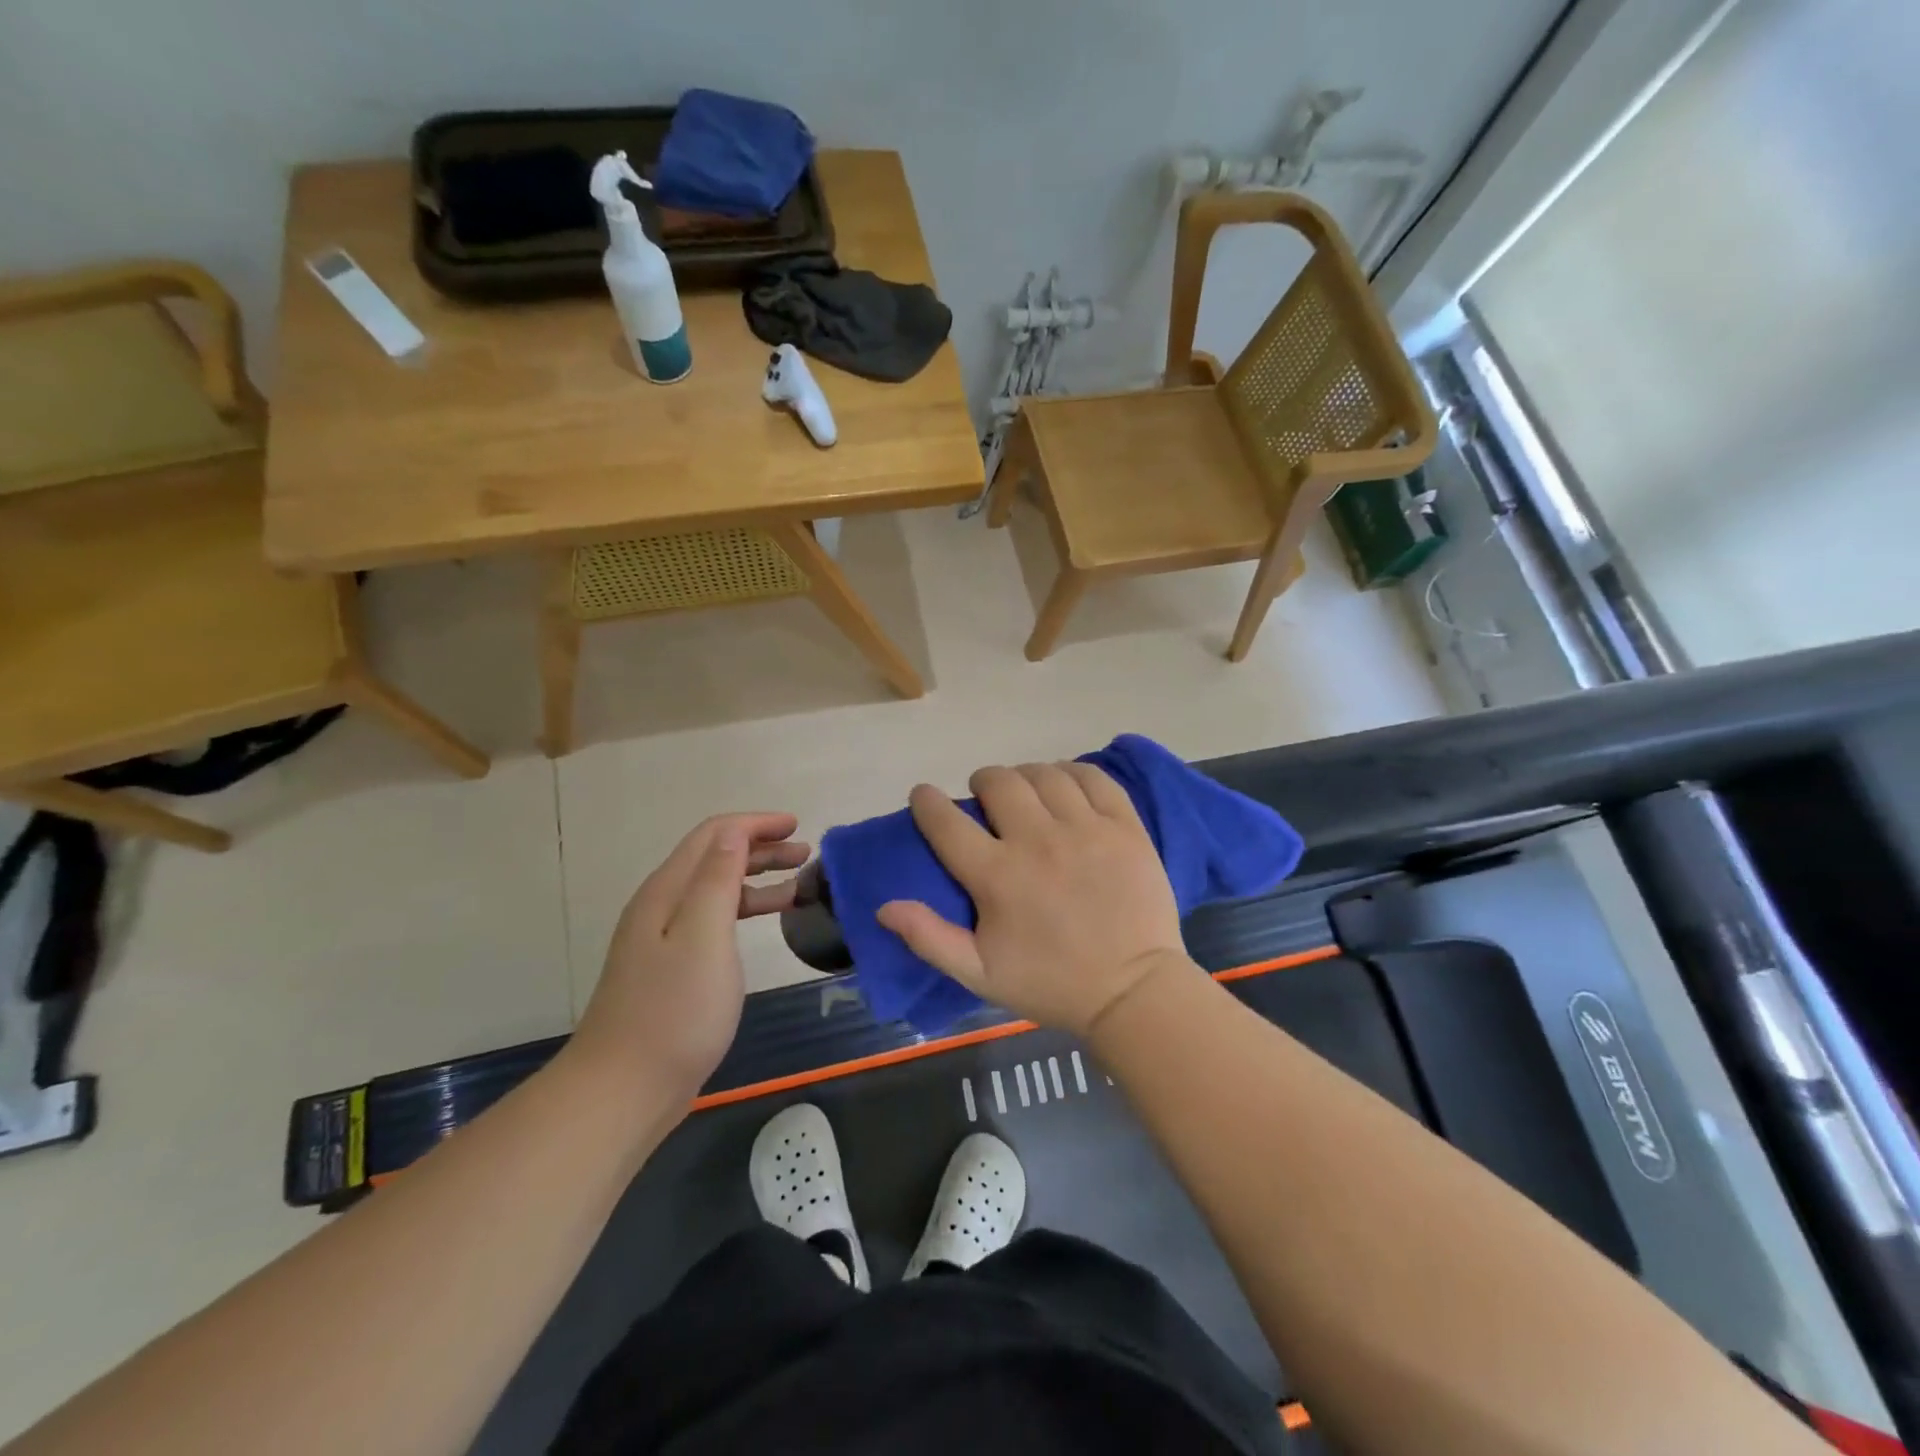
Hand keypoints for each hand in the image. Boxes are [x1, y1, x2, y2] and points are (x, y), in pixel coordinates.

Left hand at [569, 813, 807, 1101]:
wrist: (623, 1089)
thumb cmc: (674, 1011)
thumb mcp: (704, 936)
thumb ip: (717, 879)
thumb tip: (734, 832)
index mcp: (668, 891)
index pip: (714, 835)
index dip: (756, 824)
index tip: (797, 826)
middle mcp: (662, 906)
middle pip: (714, 858)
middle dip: (761, 848)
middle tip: (805, 855)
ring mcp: (664, 939)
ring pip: (716, 890)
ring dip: (756, 879)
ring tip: (798, 886)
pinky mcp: (671, 968)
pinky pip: (714, 919)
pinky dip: (744, 910)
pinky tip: (765, 924)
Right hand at [876, 763, 1189, 1035]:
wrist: (1133, 992)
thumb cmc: (1051, 984)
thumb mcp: (980, 975)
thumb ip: (929, 938)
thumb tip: (884, 905)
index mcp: (998, 876)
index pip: (947, 821)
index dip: (927, 802)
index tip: (924, 796)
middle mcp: (1038, 840)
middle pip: (999, 782)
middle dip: (982, 782)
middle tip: (985, 799)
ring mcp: (1086, 828)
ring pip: (1044, 774)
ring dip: (1025, 776)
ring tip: (1025, 792)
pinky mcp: (1124, 826)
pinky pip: (1093, 779)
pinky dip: (1072, 773)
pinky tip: (1066, 786)